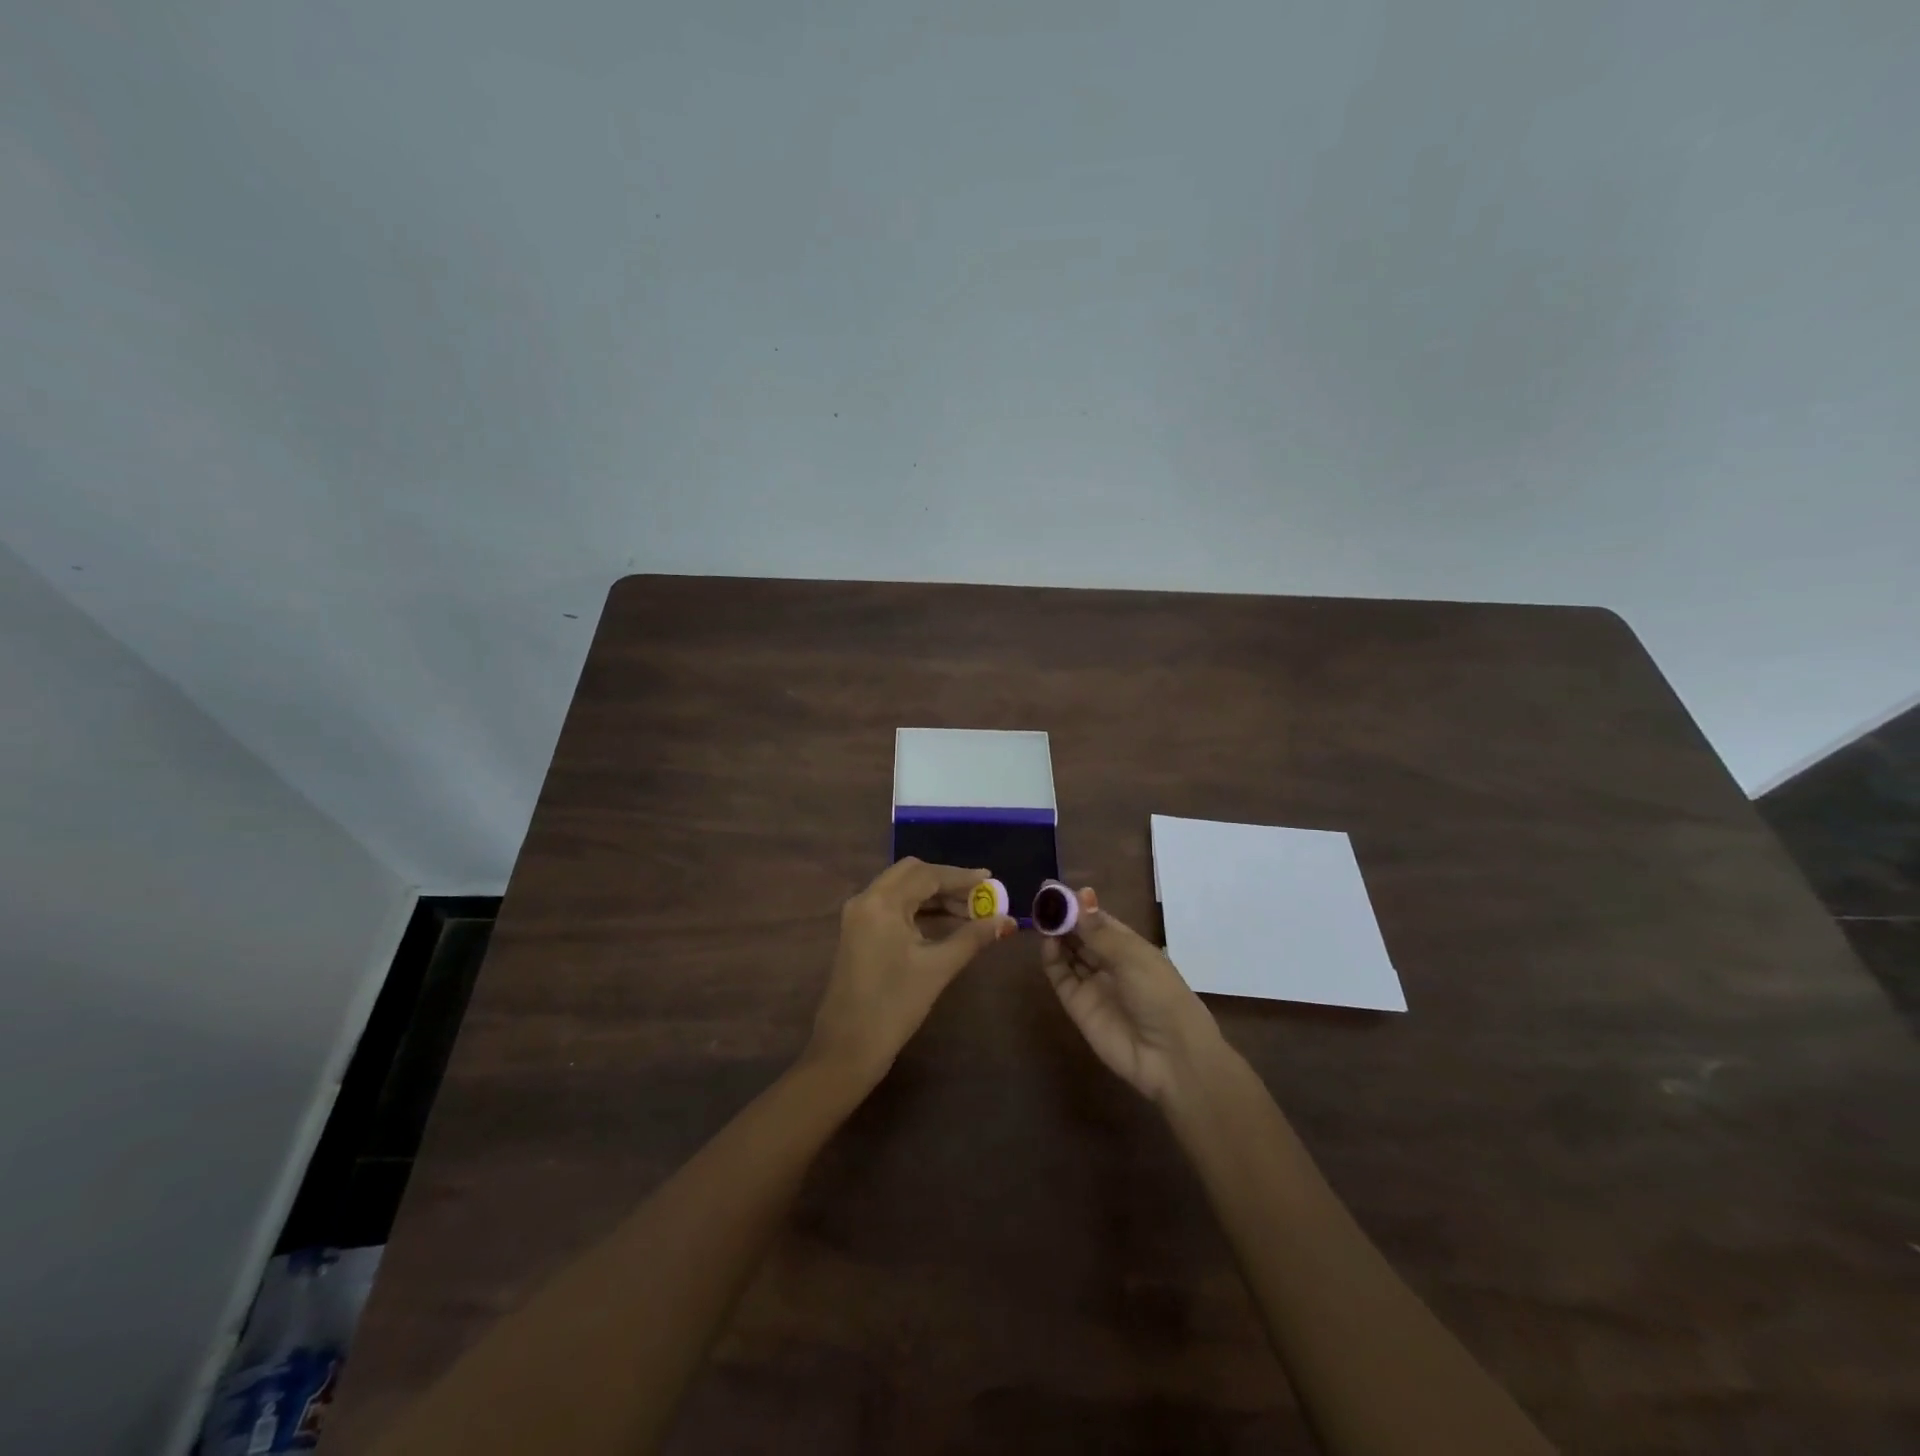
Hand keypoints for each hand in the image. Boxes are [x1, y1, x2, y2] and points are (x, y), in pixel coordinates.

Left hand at [807, 858, 1014, 1085]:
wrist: (847, 1048)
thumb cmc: (895, 1005)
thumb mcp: (938, 967)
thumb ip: (973, 937)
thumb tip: (1006, 921)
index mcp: (882, 902)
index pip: (927, 875)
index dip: (961, 877)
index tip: (991, 880)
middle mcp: (866, 899)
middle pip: (911, 874)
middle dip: (946, 882)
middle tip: (978, 896)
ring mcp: (858, 916)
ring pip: (901, 888)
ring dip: (933, 895)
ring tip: (968, 912)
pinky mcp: (857, 932)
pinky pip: (891, 905)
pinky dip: (917, 907)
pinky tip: (942, 922)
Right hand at [1041, 887, 1227, 1104]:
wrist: (1169, 1055)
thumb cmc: (1159, 995)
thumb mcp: (1132, 956)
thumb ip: (1099, 930)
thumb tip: (1081, 896)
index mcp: (1130, 947)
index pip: (1099, 921)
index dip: (1081, 906)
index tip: (1058, 890)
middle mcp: (1110, 963)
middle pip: (1081, 936)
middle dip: (1064, 918)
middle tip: (1043, 900)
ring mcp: (1093, 984)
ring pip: (1068, 953)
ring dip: (1057, 935)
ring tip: (1042, 917)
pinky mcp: (1078, 1006)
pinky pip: (1061, 977)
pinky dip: (1052, 959)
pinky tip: (1048, 942)